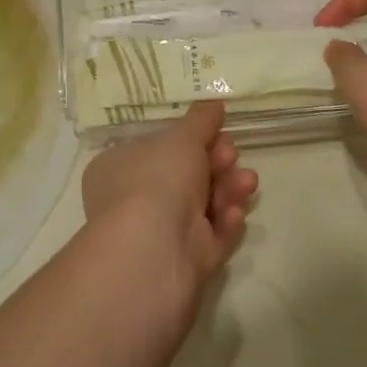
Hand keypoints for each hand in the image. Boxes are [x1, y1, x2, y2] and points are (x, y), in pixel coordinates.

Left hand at [81, 102, 258, 291]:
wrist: (154, 252)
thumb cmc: (158, 180)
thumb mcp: (182, 138)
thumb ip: (201, 120)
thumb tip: (213, 104)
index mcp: (119, 168)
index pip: (157, 149)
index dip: (190, 140)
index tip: (216, 131)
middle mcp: (134, 200)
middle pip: (186, 176)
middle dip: (216, 163)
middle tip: (231, 155)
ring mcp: (160, 234)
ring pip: (203, 205)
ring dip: (228, 189)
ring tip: (247, 182)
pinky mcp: (184, 262)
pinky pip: (211, 236)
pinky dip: (225, 222)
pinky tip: (234, 214)